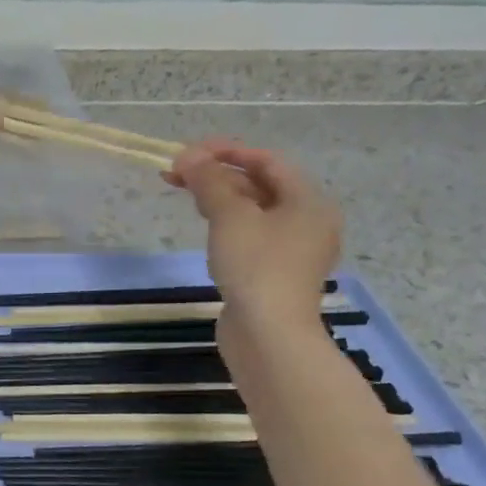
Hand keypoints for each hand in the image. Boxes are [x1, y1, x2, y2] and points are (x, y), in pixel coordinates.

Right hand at [166, 138, 340, 327]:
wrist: (268, 335)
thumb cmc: (255, 266)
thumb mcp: (229, 217)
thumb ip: (208, 181)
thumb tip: (188, 156)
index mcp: (308, 201)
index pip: (267, 161)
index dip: (227, 151)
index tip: (189, 152)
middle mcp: (308, 221)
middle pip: (260, 185)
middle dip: (218, 175)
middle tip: (176, 174)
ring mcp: (293, 250)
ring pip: (253, 211)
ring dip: (220, 198)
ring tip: (185, 195)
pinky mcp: (275, 273)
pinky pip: (251, 236)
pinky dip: (227, 224)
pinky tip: (206, 227)